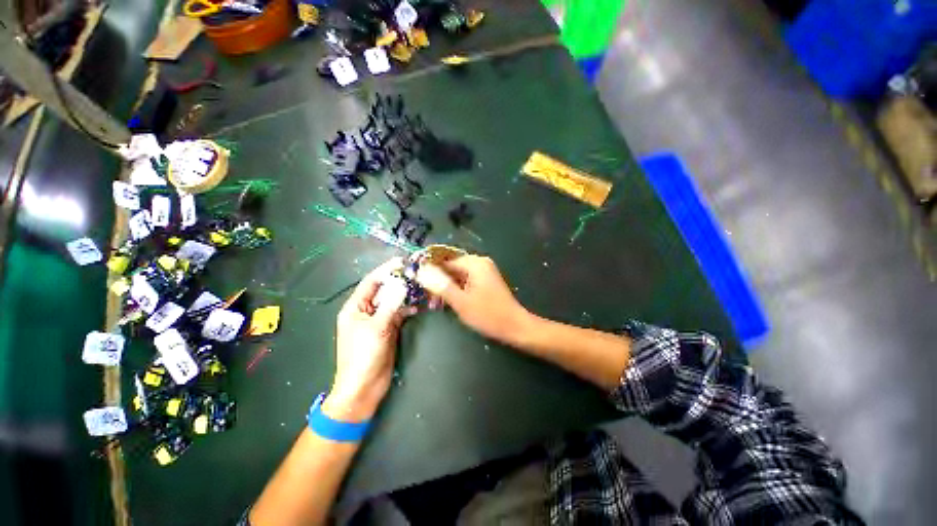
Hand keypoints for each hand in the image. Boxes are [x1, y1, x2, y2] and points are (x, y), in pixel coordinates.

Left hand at [325, 258, 415, 421]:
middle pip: (383, 291)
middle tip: (416, 274)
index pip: (370, 282)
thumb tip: (402, 284)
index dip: (385, 271)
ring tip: (421, 287)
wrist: (363, 388)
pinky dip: (407, 309)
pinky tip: (418, 306)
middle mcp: (366, 311)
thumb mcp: (377, 328)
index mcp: (355, 308)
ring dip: (405, 295)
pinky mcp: (388, 329)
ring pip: (393, 302)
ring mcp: (378, 320)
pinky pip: (398, 314)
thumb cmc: (363, 356)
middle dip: (398, 282)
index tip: (401, 262)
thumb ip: (391, 305)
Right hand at [415, 255, 531, 344]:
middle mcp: (480, 263)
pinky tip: (447, 301)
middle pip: (452, 267)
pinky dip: (456, 289)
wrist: (514, 326)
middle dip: (438, 280)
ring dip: (446, 286)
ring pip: (458, 275)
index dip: (430, 269)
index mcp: (474, 263)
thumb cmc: (488, 314)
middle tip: (426, 295)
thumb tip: (422, 271)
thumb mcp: (461, 302)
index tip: (416, 280)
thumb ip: (441, 285)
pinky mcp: (486, 281)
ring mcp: (484, 272)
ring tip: (434, 302)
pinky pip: (466, 281)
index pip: (445, 260)